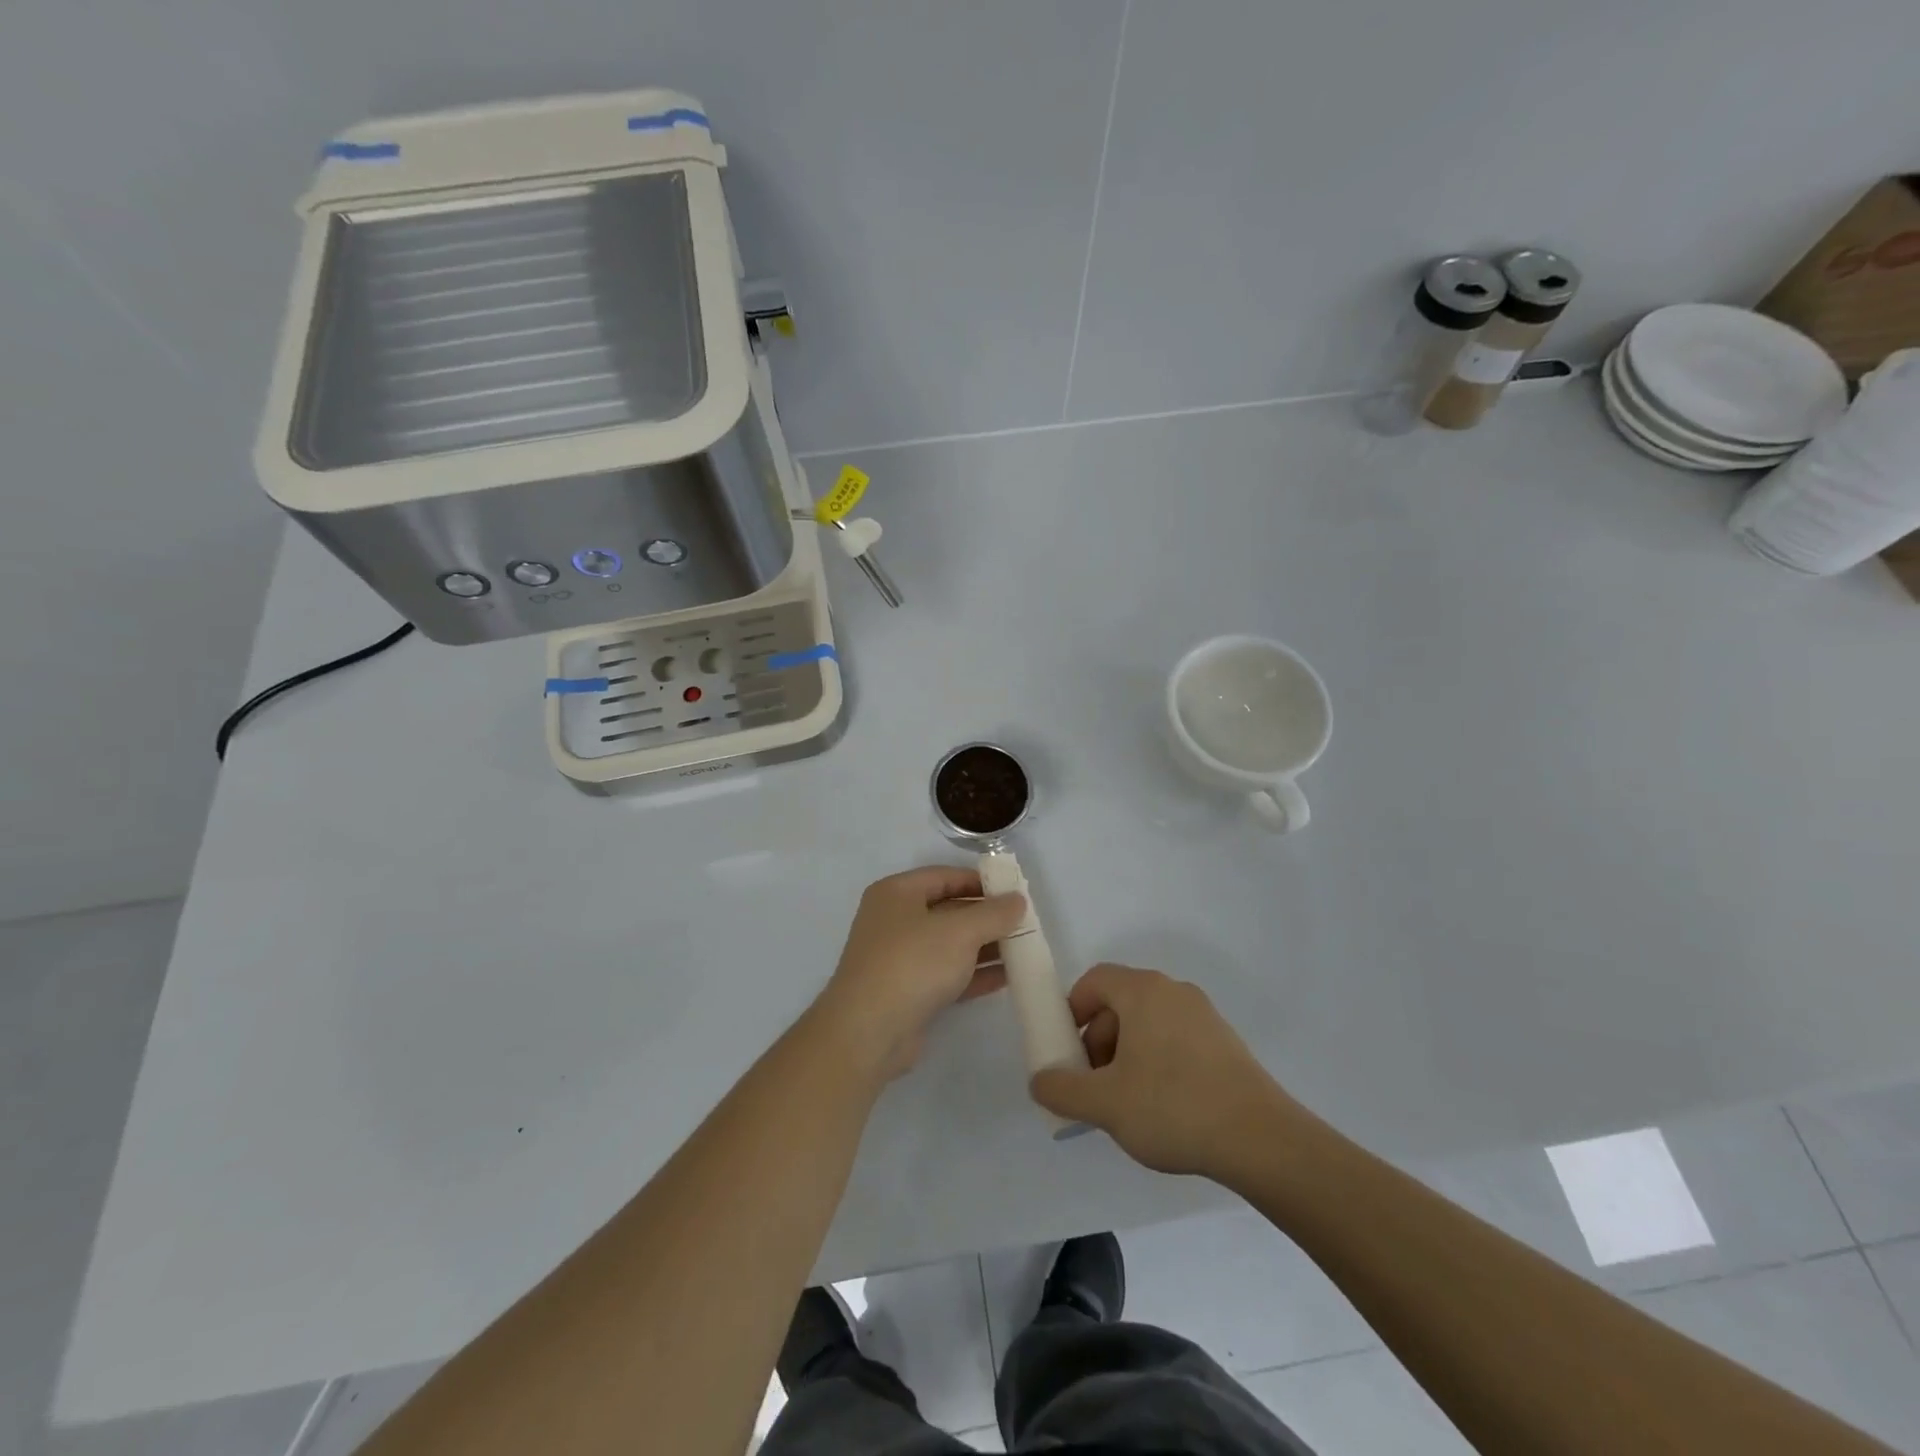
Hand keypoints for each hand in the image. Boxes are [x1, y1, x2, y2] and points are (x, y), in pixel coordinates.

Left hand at [811, 867, 1025, 1081]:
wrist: (868, 1032)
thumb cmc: (912, 963)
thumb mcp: (959, 931)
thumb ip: (993, 913)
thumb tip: (1018, 900)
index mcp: (897, 893)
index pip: (944, 876)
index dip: (980, 882)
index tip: (1014, 892)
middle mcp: (895, 920)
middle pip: (949, 910)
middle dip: (987, 917)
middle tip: (1024, 923)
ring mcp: (900, 958)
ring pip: (950, 945)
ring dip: (985, 946)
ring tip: (1024, 950)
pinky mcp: (908, 992)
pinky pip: (948, 974)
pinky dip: (975, 973)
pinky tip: (1007, 977)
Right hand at [1029, 964, 1305, 1181]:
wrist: (1262, 1140)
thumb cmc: (1173, 1108)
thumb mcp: (1104, 1104)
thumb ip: (1062, 1089)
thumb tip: (1039, 1081)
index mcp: (1143, 991)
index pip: (1094, 980)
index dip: (1072, 1011)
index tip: (1068, 1052)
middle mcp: (1173, 991)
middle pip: (1120, 1002)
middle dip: (1098, 1040)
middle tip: (1095, 1085)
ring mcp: (1204, 1015)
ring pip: (1149, 1023)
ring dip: (1127, 1054)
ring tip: (1128, 1103)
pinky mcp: (1225, 1042)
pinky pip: (1176, 1039)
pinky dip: (1158, 1061)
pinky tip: (1164, 1107)